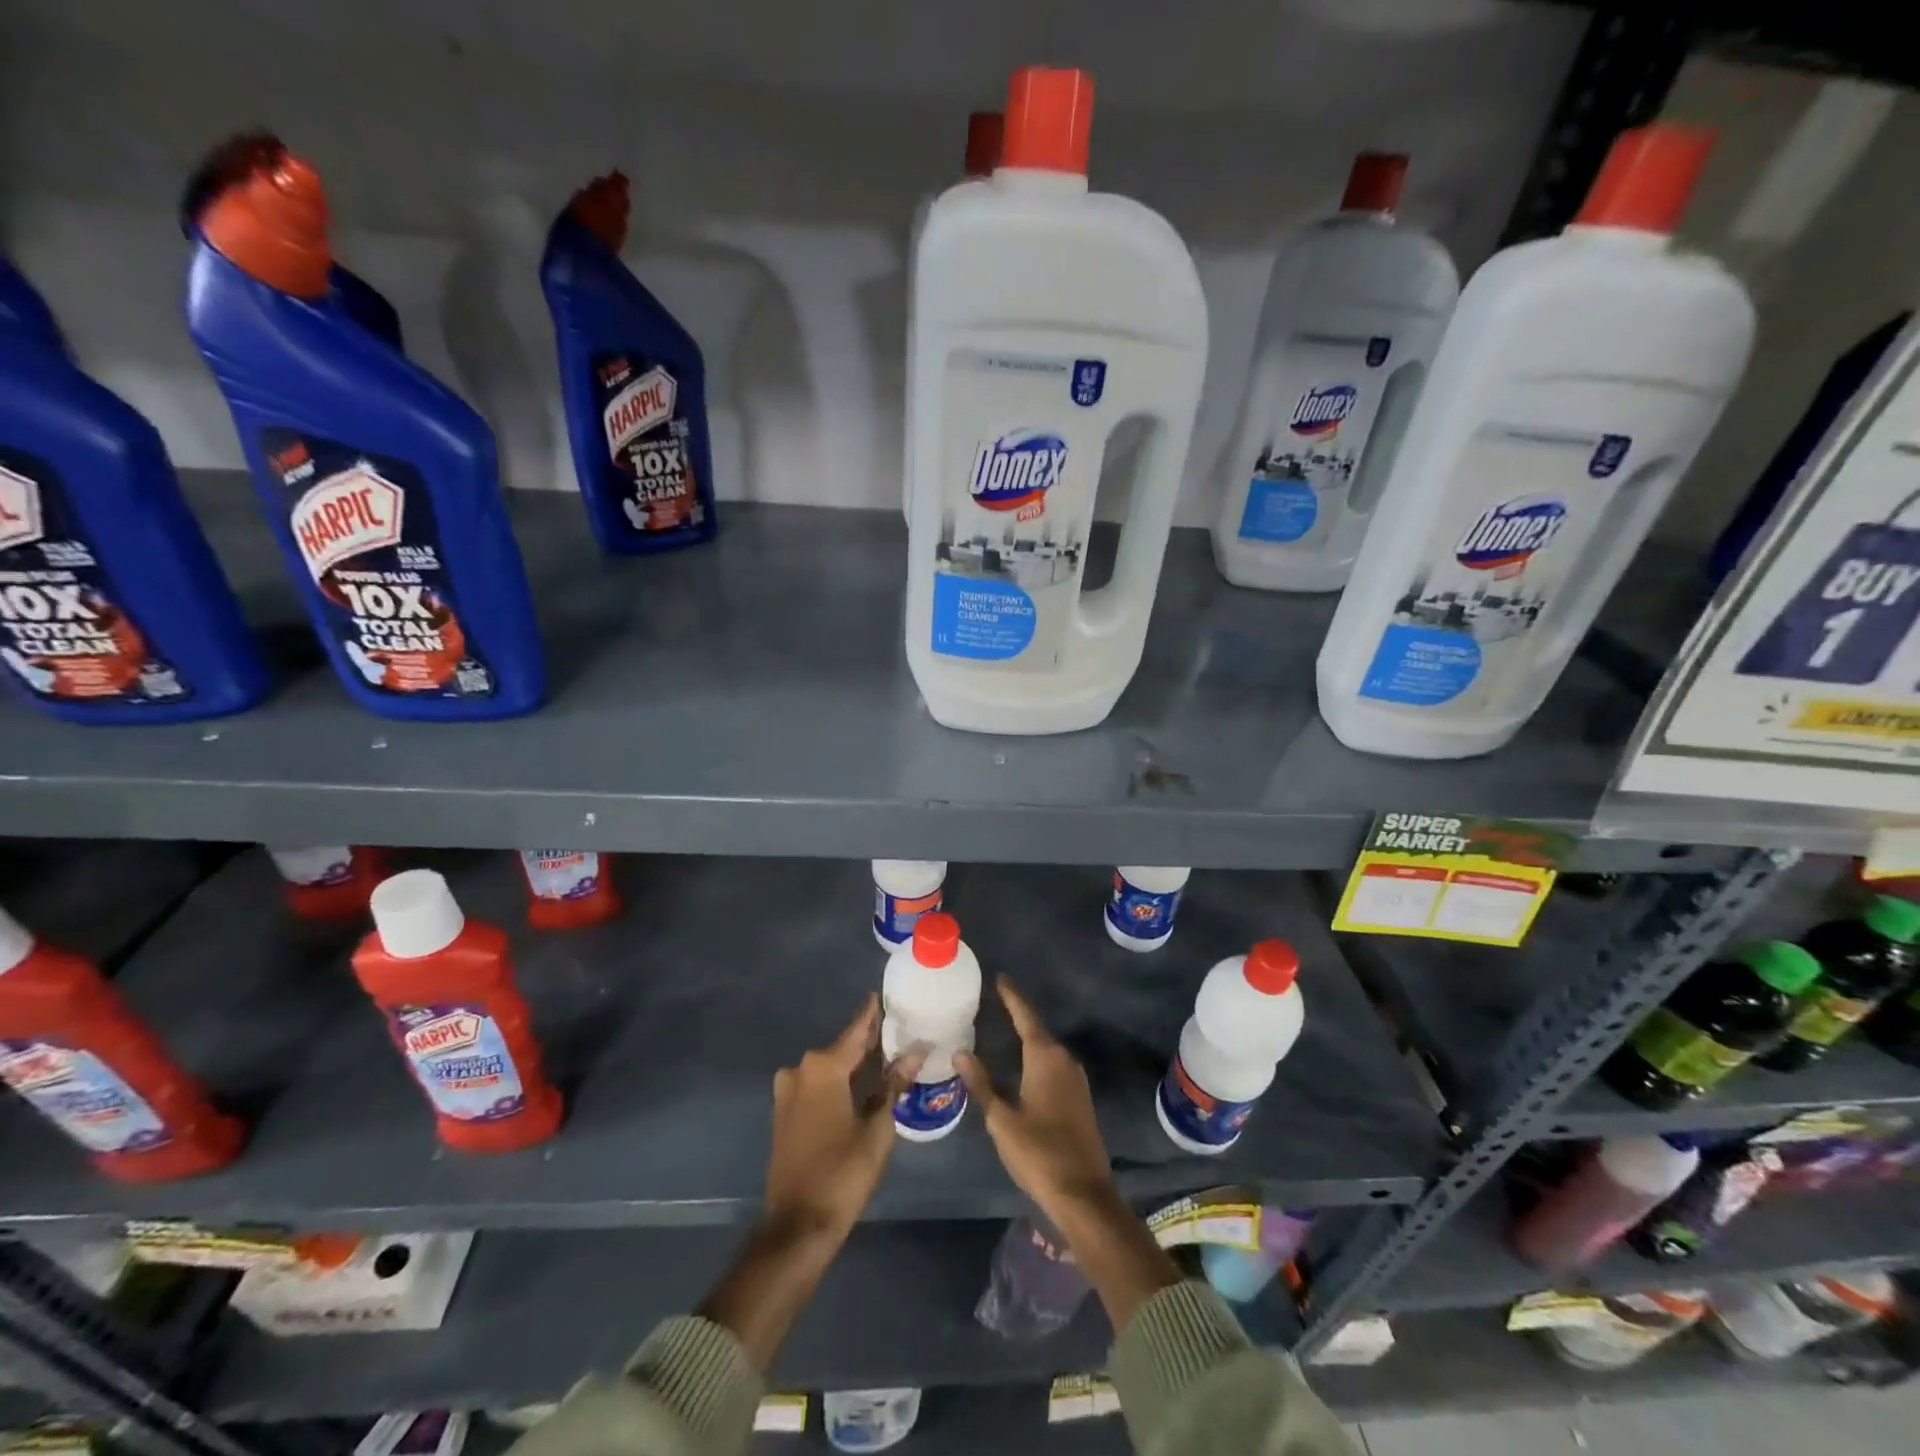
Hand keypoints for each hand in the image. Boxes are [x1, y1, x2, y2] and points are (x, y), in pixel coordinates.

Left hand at [764, 993, 921, 1239]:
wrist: (797, 1226)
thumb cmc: (843, 1172)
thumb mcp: (878, 1128)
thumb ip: (893, 1085)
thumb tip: (915, 1052)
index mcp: (823, 1068)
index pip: (856, 1031)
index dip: (872, 1014)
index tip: (884, 994)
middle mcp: (801, 1071)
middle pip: (841, 1048)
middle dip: (868, 1042)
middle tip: (897, 1032)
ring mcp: (788, 1093)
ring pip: (828, 1068)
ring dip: (853, 1064)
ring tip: (885, 1059)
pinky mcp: (784, 1114)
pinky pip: (816, 1086)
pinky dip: (838, 1082)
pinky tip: (860, 1086)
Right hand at [955, 978, 1114, 1221]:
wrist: (1084, 1194)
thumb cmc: (1038, 1153)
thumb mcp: (1002, 1119)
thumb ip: (981, 1083)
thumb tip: (961, 1052)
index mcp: (1044, 1057)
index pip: (1025, 1015)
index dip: (1012, 996)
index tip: (1000, 977)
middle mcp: (1063, 1059)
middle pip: (1037, 1029)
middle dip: (1017, 1014)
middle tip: (994, 1002)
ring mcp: (1076, 1079)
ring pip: (1047, 1048)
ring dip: (1027, 1036)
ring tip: (1003, 1027)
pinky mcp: (1080, 1097)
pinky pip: (1054, 1065)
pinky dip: (1036, 1056)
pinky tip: (1022, 1063)